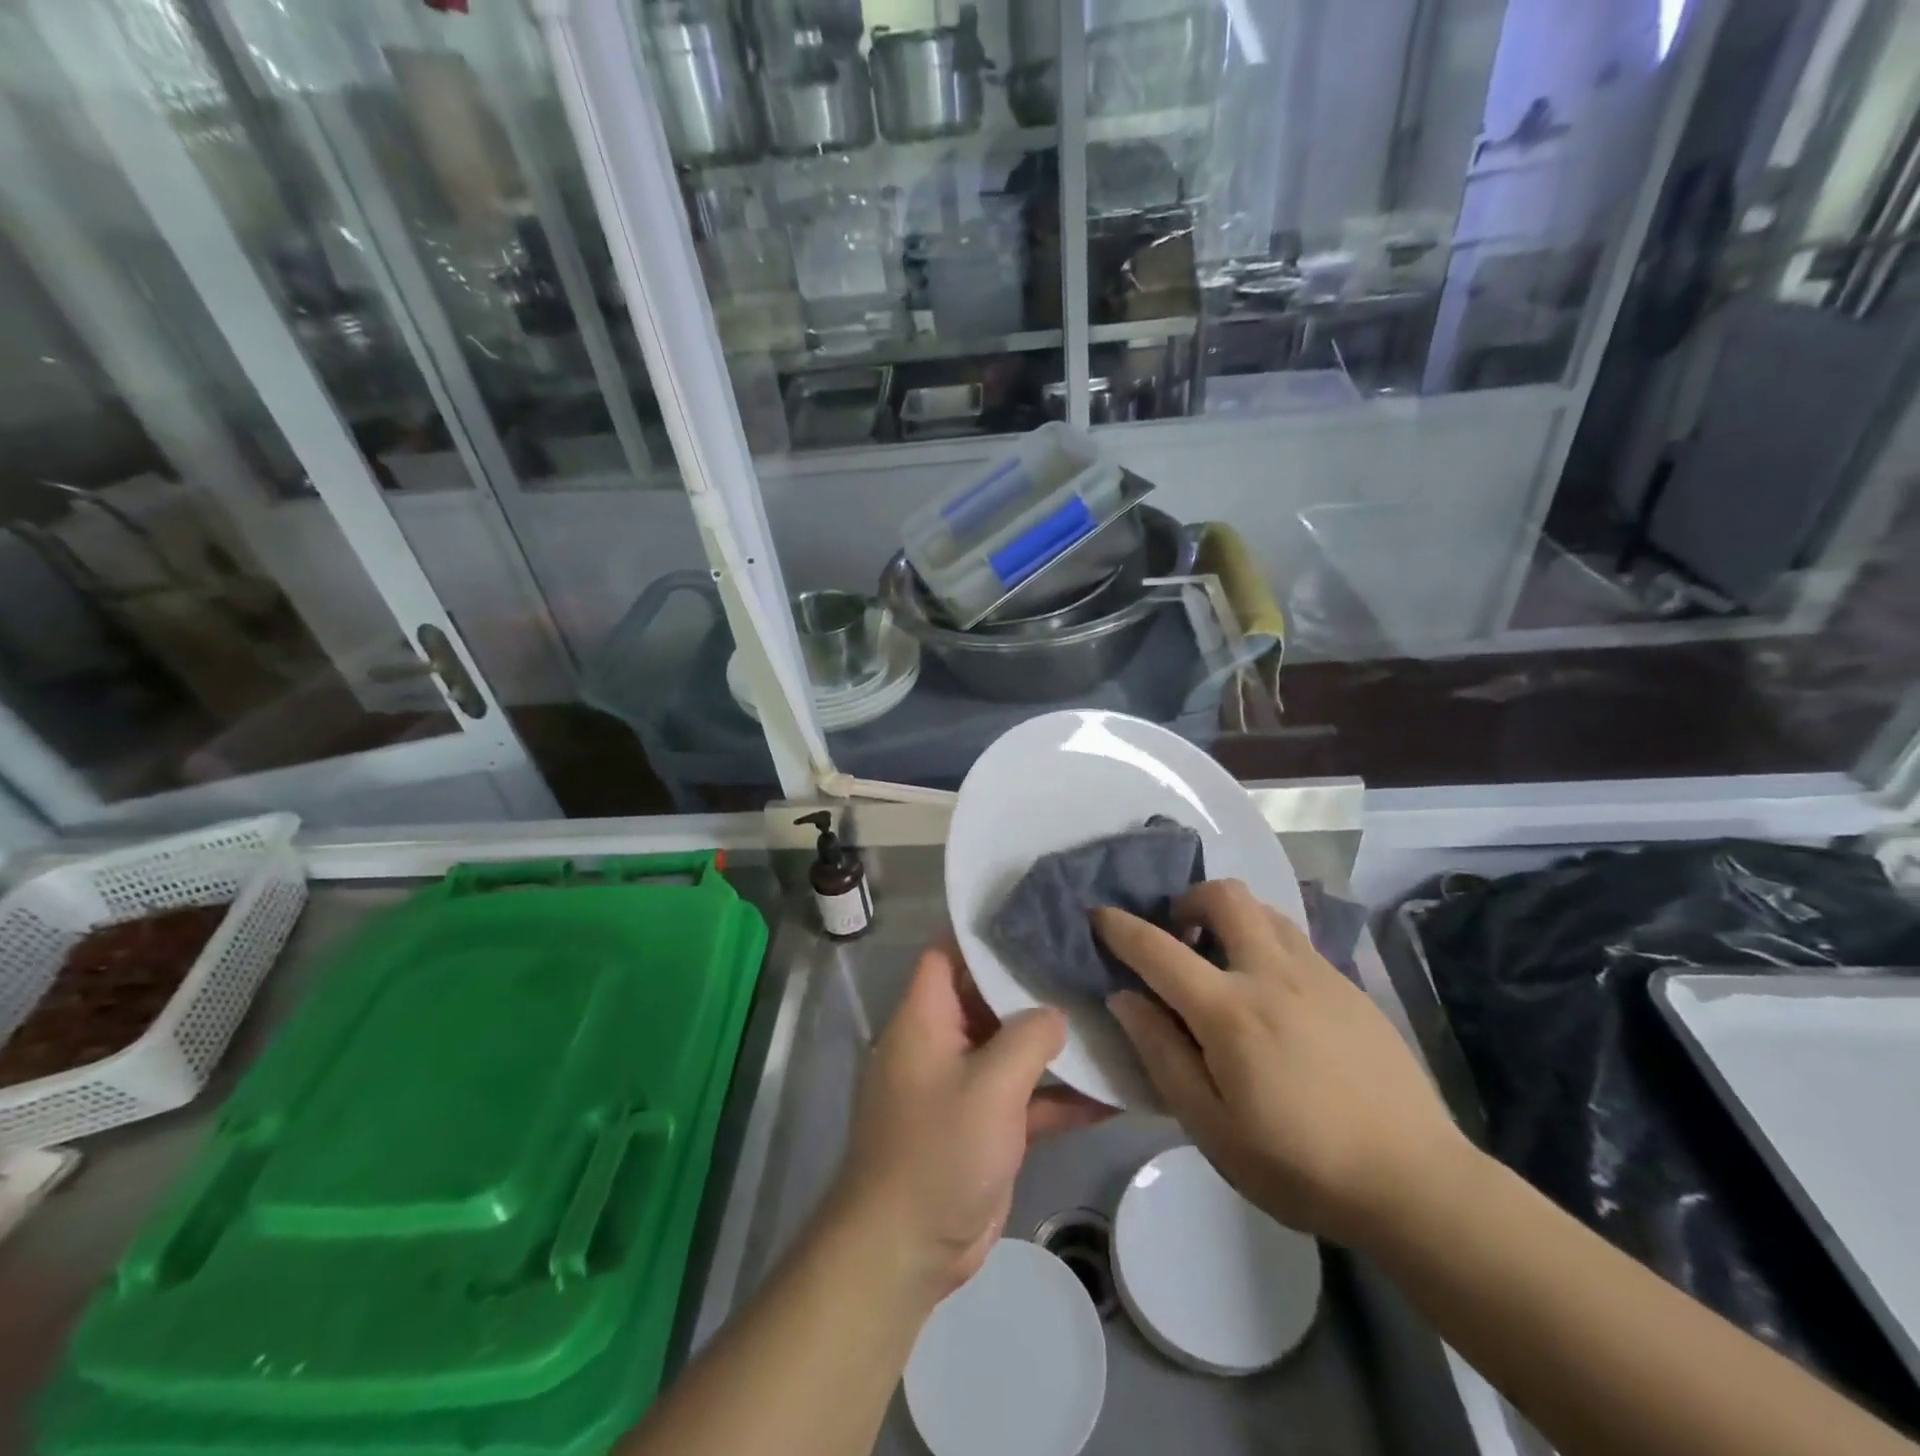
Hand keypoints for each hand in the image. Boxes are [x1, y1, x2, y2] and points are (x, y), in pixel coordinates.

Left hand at [828, 931, 1110, 1300]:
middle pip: (988, 998)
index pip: (946, 955)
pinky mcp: (986, 1126)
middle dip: (1033, 985)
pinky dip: (1061, 1096)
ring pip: (1013, 1049)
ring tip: (1111, 1015)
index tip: (1032, 917)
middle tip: (1087, 962)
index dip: (981, 933)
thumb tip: (1056, 1013)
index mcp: (925, 1019)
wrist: (906, 1250)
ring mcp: (965, 1086)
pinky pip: (1026, 1098)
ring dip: (1055, 1043)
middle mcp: (942, 1043)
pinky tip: (1113, 1090)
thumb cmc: (938, 1150)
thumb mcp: (990, 1085)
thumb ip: (1029, 1038)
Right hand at [1094, 881, 1468, 1247]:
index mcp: (1230, 1012)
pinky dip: (1266, 942)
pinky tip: (1272, 994)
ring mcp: (1318, 974)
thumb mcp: (1212, 1127)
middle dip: (1189, 900)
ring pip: (1264, 910)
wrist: (1416, 1182)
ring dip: (1231, 919)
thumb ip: (1162, 1055)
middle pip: (1225, 895)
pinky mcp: (1349, 986)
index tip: (1097, 914)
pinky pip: (1295, 938)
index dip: (1120, 927)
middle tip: (1179, 938)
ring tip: (1224, 962)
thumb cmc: (1300, 1165)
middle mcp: (1272, 974)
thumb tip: (1124, 997)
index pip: (1159, 950)